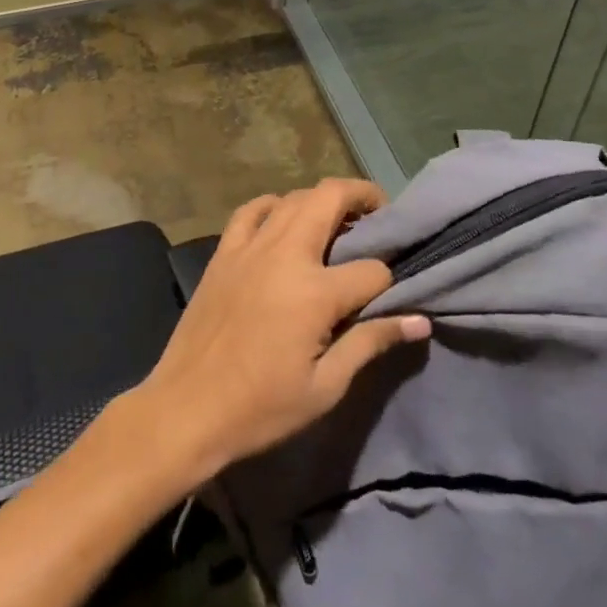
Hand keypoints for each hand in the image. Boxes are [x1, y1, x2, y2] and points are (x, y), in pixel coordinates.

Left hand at [131, 179, 431, 483]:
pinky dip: (273, 205)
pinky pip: (251, 210)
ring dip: (321, 199)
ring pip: (293, 198)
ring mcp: (249, 248)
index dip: (389, 282)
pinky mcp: (223, 253)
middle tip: (379, 215)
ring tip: (338, 219)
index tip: (390, 297)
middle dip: (363, 197)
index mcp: (314, 292)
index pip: (372, 270)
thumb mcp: (325, 387)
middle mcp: (284, 255)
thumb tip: (420, 321)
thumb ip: (371, 342)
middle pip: (331, 199)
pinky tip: (282, 219)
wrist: (186, 409)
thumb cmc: (261, 407)